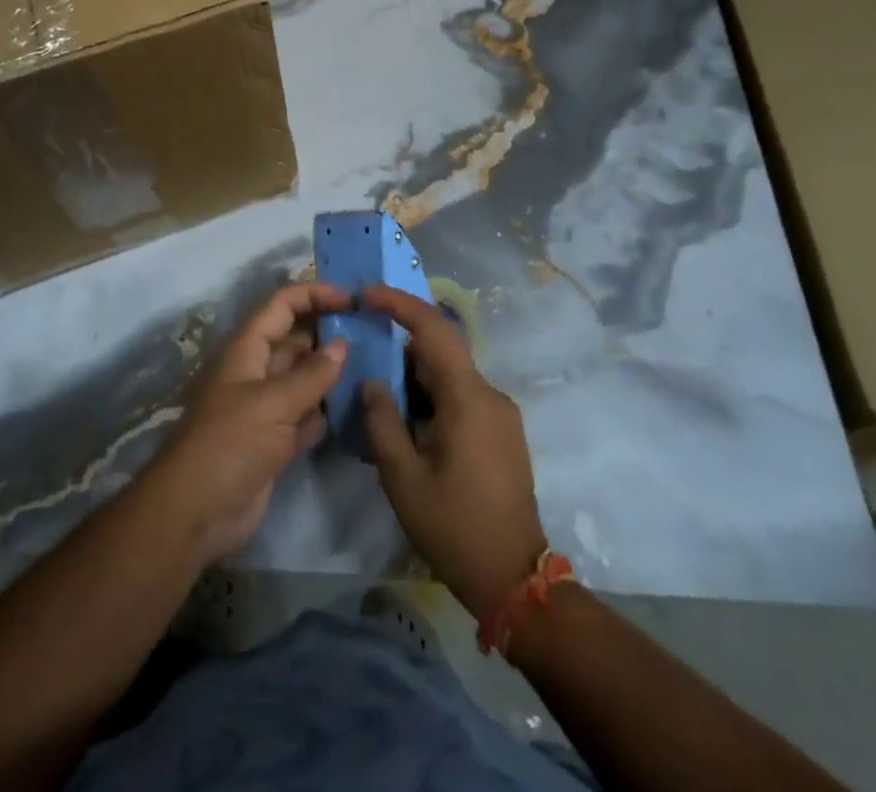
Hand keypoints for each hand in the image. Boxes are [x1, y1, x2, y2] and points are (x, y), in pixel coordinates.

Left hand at [143, 282, 349, 563]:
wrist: (195, 513)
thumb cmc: (229, 443)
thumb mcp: (272, 403)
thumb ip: (311, 375)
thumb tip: (342, 345)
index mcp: (247, 349)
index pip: (283, 305)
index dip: (315, 294)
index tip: (352, 300)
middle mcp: (257, 371)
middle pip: (296, 339)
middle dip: (329, 333)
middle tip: (373, 333)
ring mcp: (265, 407)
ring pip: (304, 378)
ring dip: (332, 373)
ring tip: (374, 366)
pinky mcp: (274, 441)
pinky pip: (306, 415)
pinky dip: (326, 411)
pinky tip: (355, 408)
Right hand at [361, 286, 548, 619]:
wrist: (514, 580)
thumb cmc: (454, 526)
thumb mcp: (402, 476)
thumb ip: (382, 421)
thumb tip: (373, 383)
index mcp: (468, 397)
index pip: (433, 329)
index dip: (399, 303)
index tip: (367, 295)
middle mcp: (490, 395)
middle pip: (441, 350)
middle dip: (400, 344)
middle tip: (362, 348)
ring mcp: (500, 414)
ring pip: (450, 375)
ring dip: (414, 374)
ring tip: (376, 389)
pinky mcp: (501, 433)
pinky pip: (461, 396)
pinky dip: (431, 395)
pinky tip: (406, 418)